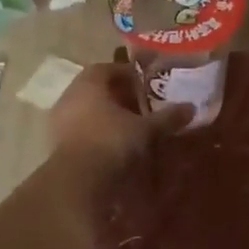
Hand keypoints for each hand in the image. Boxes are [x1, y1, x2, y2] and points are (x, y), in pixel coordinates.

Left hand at [47, 60, 190, 171]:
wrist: (77, 181)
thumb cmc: (111, 141)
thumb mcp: (145, 129)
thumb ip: (166, 117)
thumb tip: (191, 108)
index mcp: (88, 83)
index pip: (107, 68)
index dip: (127, 73)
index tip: (145, 82)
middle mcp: (69, 97)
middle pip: (96, 90)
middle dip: (118, 96)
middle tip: (141, 105)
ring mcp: (59, 122)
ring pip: (87, 111)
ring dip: (107, 116)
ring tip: (131, 127)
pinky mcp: (58, 146)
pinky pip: (81, 132)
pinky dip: (98, 135)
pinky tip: (115, 146)